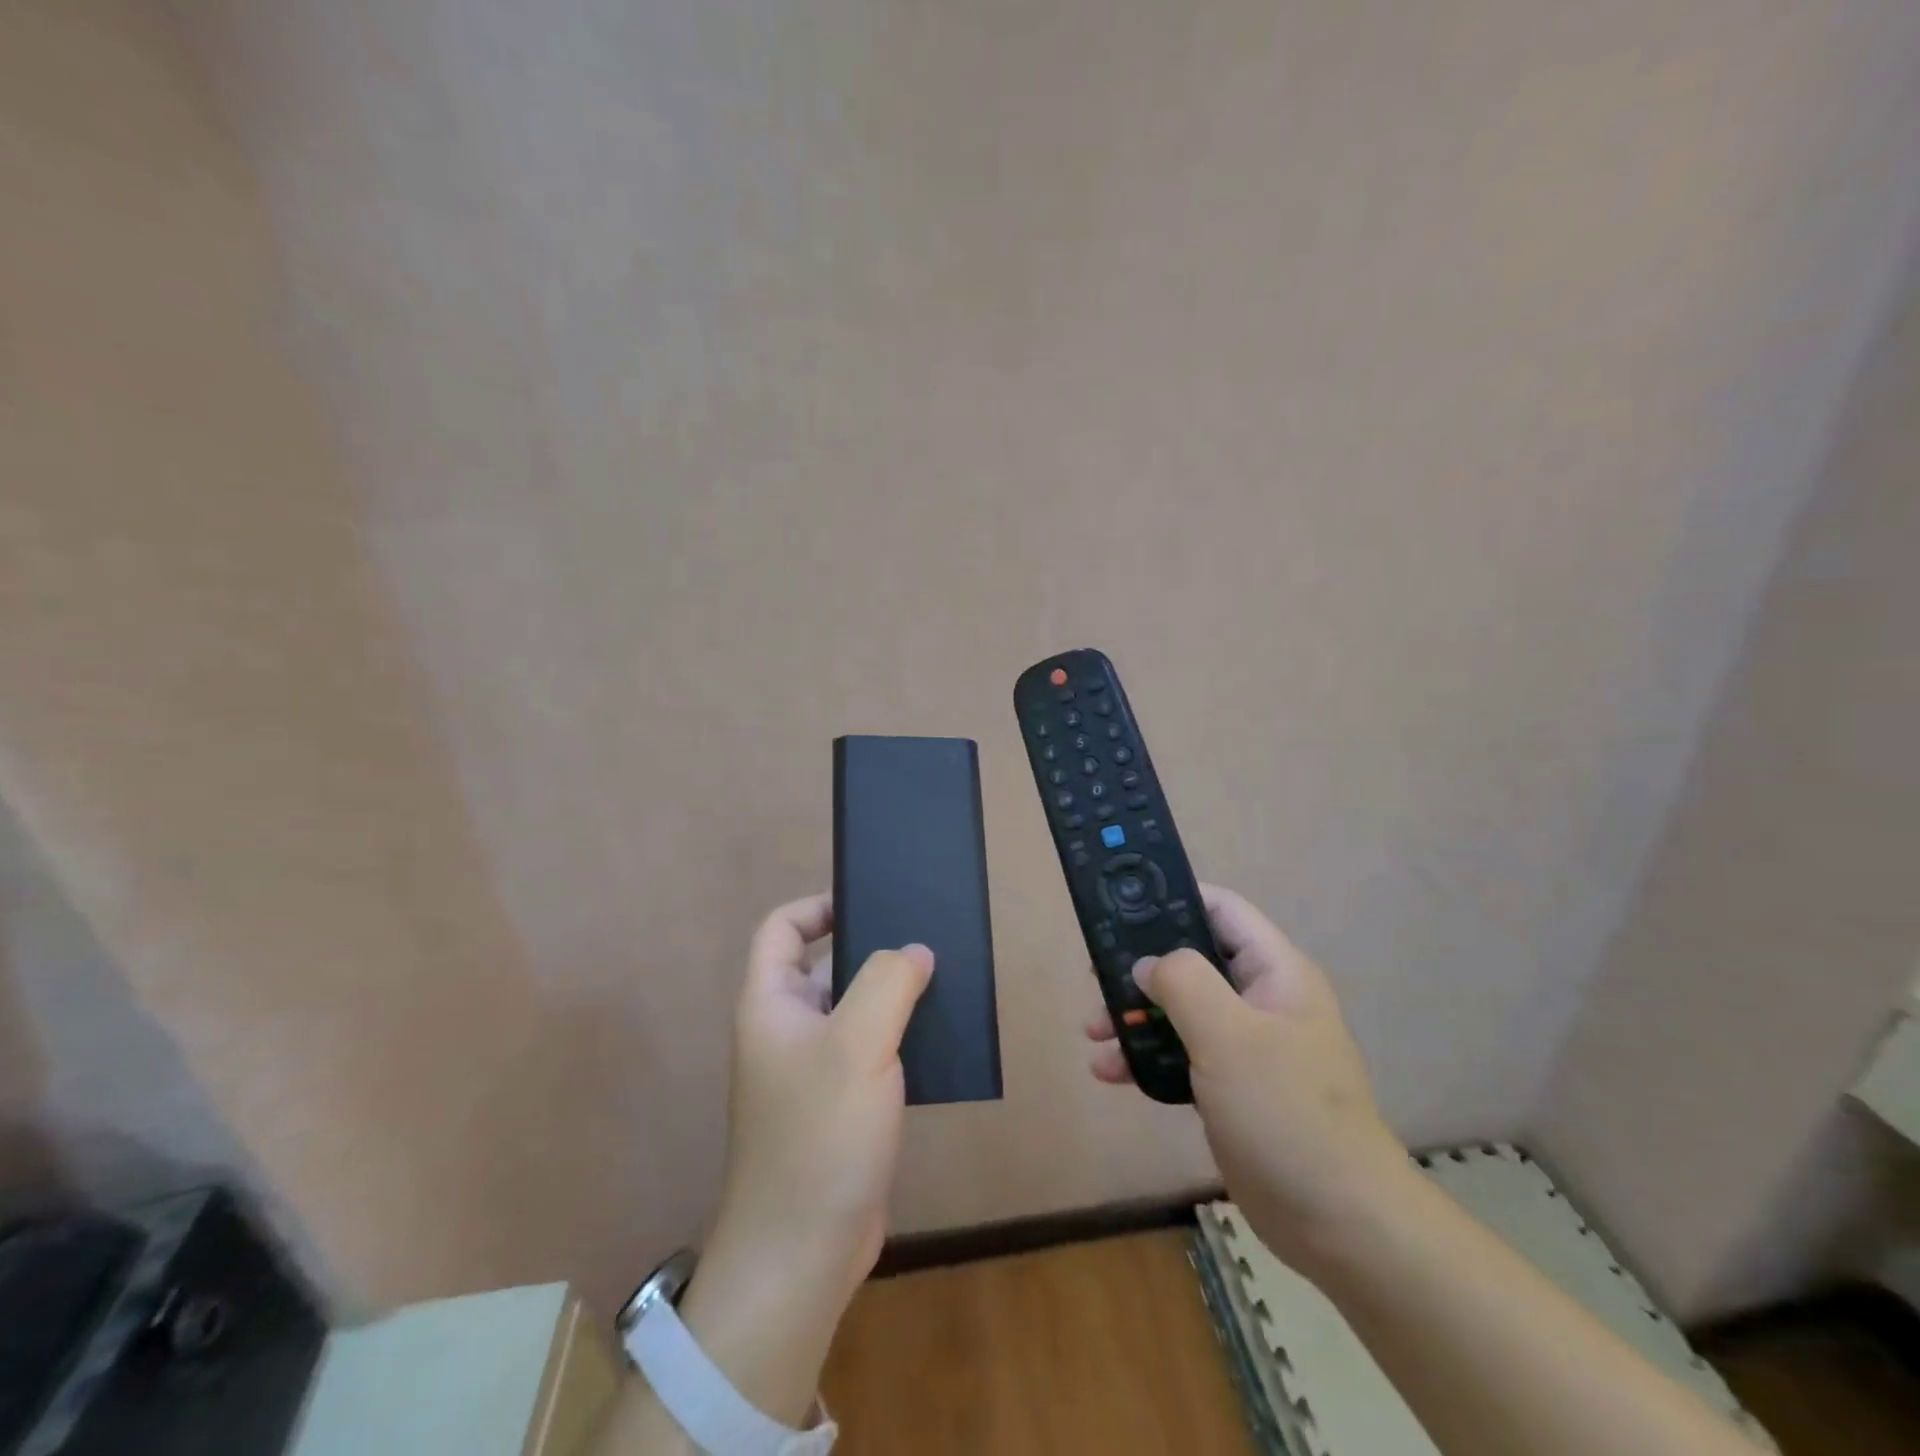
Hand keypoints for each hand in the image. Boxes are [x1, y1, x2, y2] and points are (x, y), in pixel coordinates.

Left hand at [714, 893, 932, 1292]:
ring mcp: (811, 1071)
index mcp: (771, 1004)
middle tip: (925, 939)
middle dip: (871, 950)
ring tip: (943, 980)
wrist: (802, 1253)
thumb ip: (888, 982)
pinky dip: (899, 1038)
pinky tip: (939, 1037)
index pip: (782, 929)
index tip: (871, 903)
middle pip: (824, 966)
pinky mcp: (839, 1106)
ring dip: (892, 996)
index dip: (819, 906)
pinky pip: (869, 1052)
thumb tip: (914, 951)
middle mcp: (786, 1030)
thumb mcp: (858, 1044)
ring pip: (853, 1010)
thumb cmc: (820, 1134)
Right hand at [1084, 883, 1409, 1274]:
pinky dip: (1146, 1056)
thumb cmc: (1284, 1110)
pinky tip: (1111, 1073)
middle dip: (1141, 968)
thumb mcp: (1228, 1034)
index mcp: (1274, 972)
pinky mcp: (1232, 1087)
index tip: (1121, 905)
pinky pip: (1181, 1054)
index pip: (1222, 910)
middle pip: (1191, 960)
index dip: (1174, 898)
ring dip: (1135, 1016)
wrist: (1337, 1222)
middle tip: (1095, 977)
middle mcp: (1261, 999)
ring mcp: (1247, 1045)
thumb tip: (1147, 964)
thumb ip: (1182, 981)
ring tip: (1094, 1032)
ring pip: (1180, 1009)